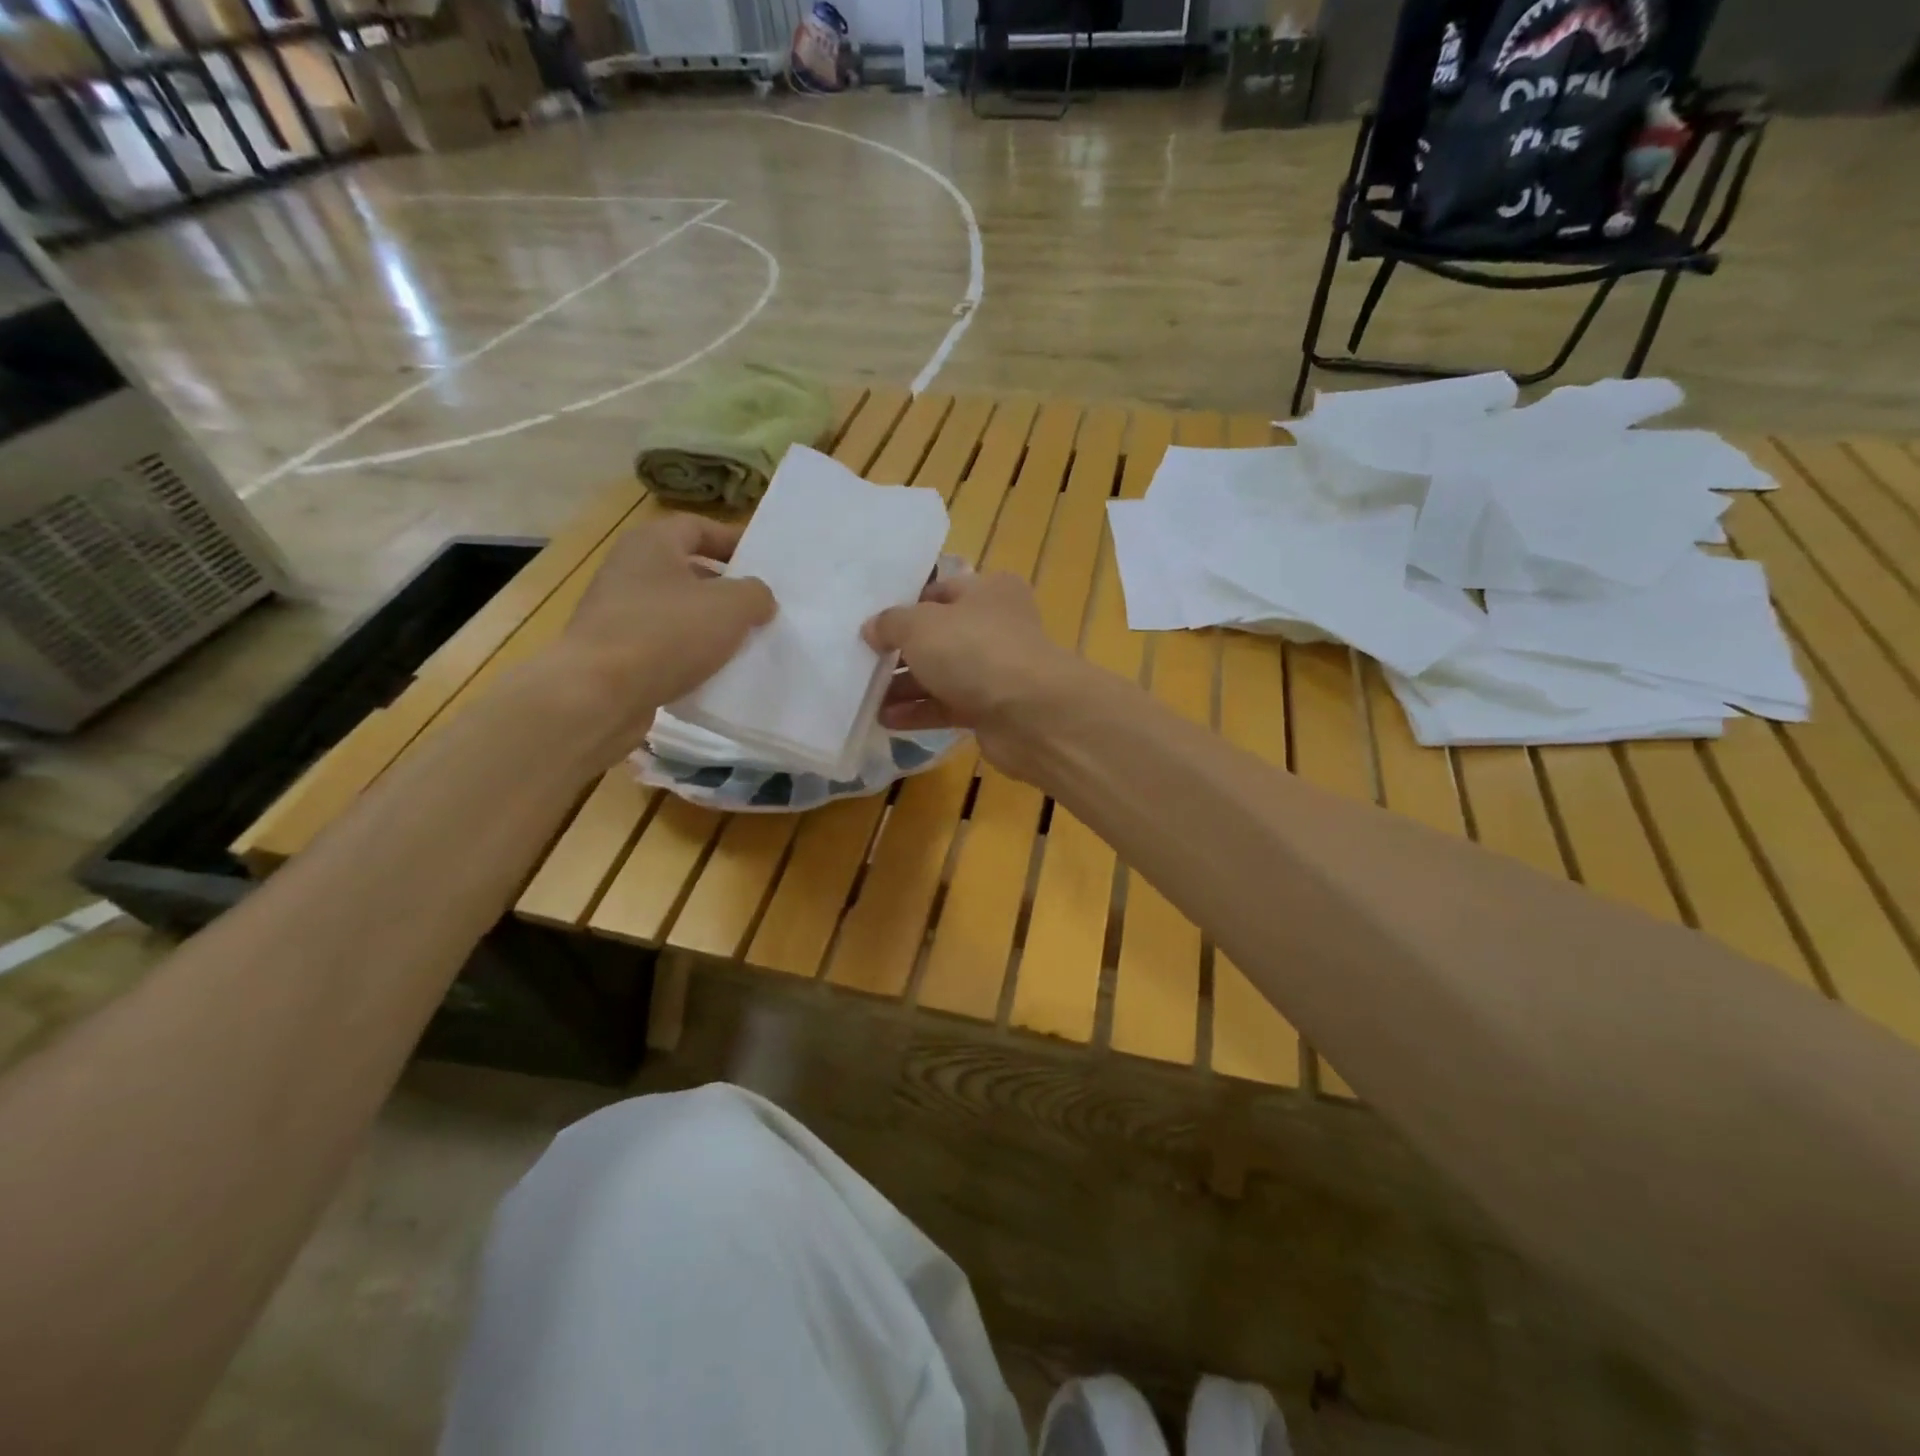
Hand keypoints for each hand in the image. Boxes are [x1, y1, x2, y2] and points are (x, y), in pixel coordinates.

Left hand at [546, 513, 774, 754]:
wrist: (598, 694)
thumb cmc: (667, 634)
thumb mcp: (730, 607)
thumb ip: (755, 593)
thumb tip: (759, 598)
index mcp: (651, 544)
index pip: (698, 528)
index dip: (733, 541)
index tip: (764, 563)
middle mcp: (628, 570)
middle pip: (687, 570)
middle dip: (725, 588)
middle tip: (760, 607)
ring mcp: (617, 612)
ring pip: (676, 610)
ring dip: (708, 624)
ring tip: (743, 642)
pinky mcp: (614, 652)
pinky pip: (662, 644)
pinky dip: (688, 653)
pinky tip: (713, 672)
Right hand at [863, 572, 1080, 774]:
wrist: (1030, 714)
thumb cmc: (974, 650)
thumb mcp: (921, 625)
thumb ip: (891, 623)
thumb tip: (872, 628)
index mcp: (988, 591)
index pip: (939, 591)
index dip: (905, 605)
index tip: (871, 624)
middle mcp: (996, 626)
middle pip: (939, 636)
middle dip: (900, 652)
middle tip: (862, 663)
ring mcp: (996, 670)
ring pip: (942, 674)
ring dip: (905, 686)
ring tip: (865, 697)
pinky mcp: (993, 709)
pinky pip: (948, 706)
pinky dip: (919, 712)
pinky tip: (886, 720)